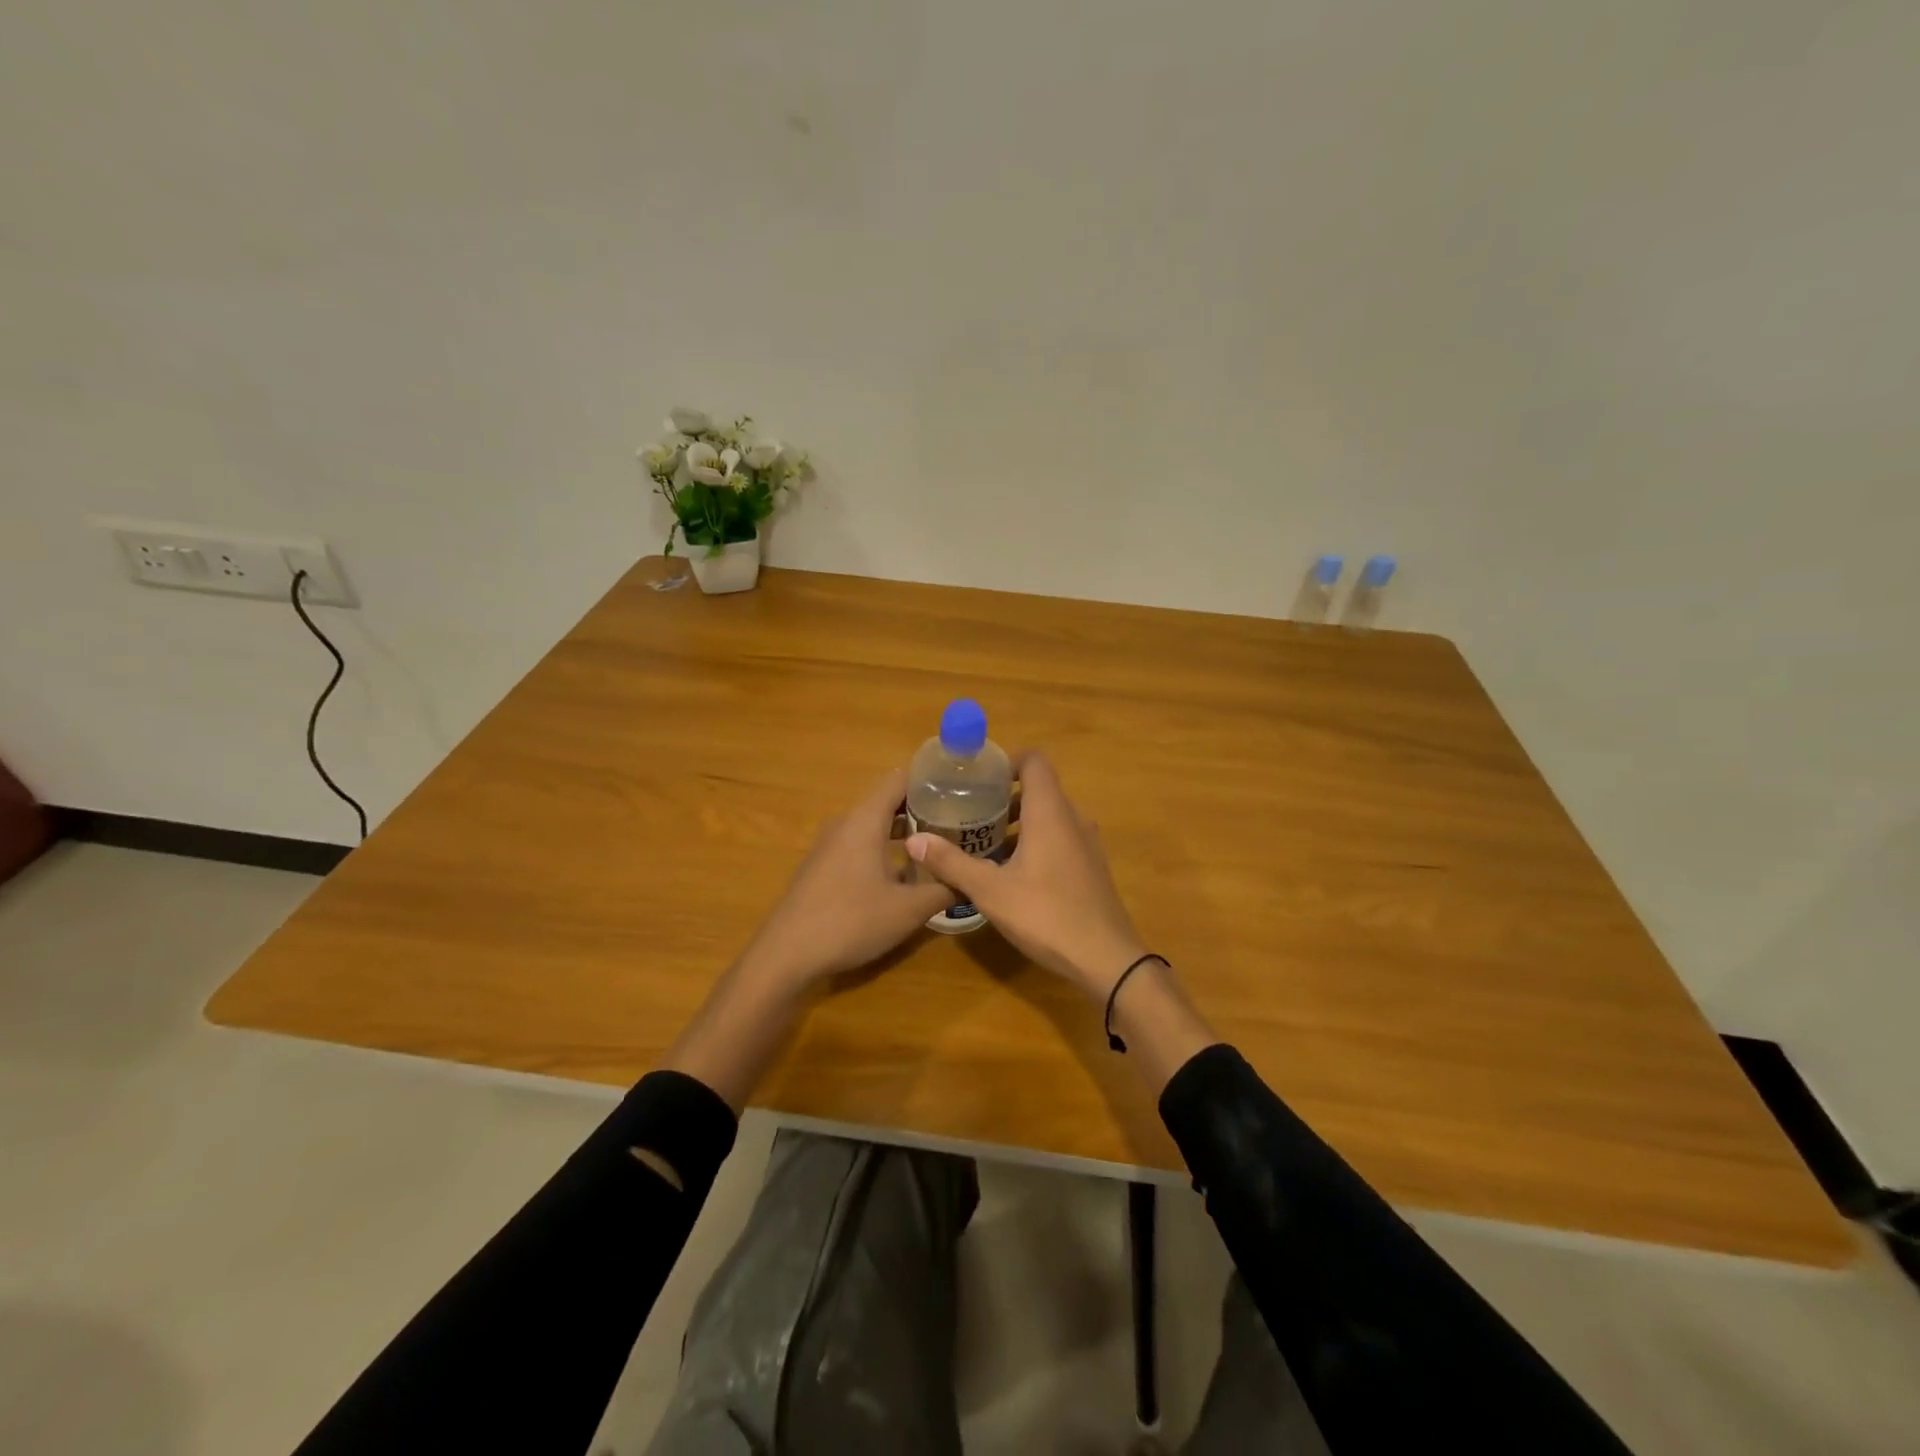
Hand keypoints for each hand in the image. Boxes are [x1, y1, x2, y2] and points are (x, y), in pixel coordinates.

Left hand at [738, 768, 954, 990]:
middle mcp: (845, 824)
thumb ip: (943, 889)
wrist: (786, 955)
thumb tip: (971, 878)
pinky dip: (884, 848)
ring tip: (938, 844)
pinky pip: (859, 844)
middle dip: (922, 807)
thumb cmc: (851, 921)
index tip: (960, 787)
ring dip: (903, 831)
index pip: (899, 779)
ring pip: (872, 825)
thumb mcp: (908, 909)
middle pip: (887, 801)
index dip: (930, 779)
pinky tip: (904, 874)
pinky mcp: (822, 867)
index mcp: (865, 820)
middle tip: (958, 819)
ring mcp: (829, 846)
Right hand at [906, 751, 1146, 999]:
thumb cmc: (1046, 915)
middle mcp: (1072, 819)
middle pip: (1039, 789)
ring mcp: (1086, 844)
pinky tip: (1012, 873)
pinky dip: (1035, 842)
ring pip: (1049, 817)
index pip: (1034, 761)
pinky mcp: (1091, 867)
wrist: (1106, 958)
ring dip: (1019, 823)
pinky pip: (1060, 839)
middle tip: (970, 812)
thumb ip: (952, 863)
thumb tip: (914, 841)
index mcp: (1050, 813)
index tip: (979, 778)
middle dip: (1004, 796)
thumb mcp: (990, 891)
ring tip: (985, 844)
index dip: (1007, 761)